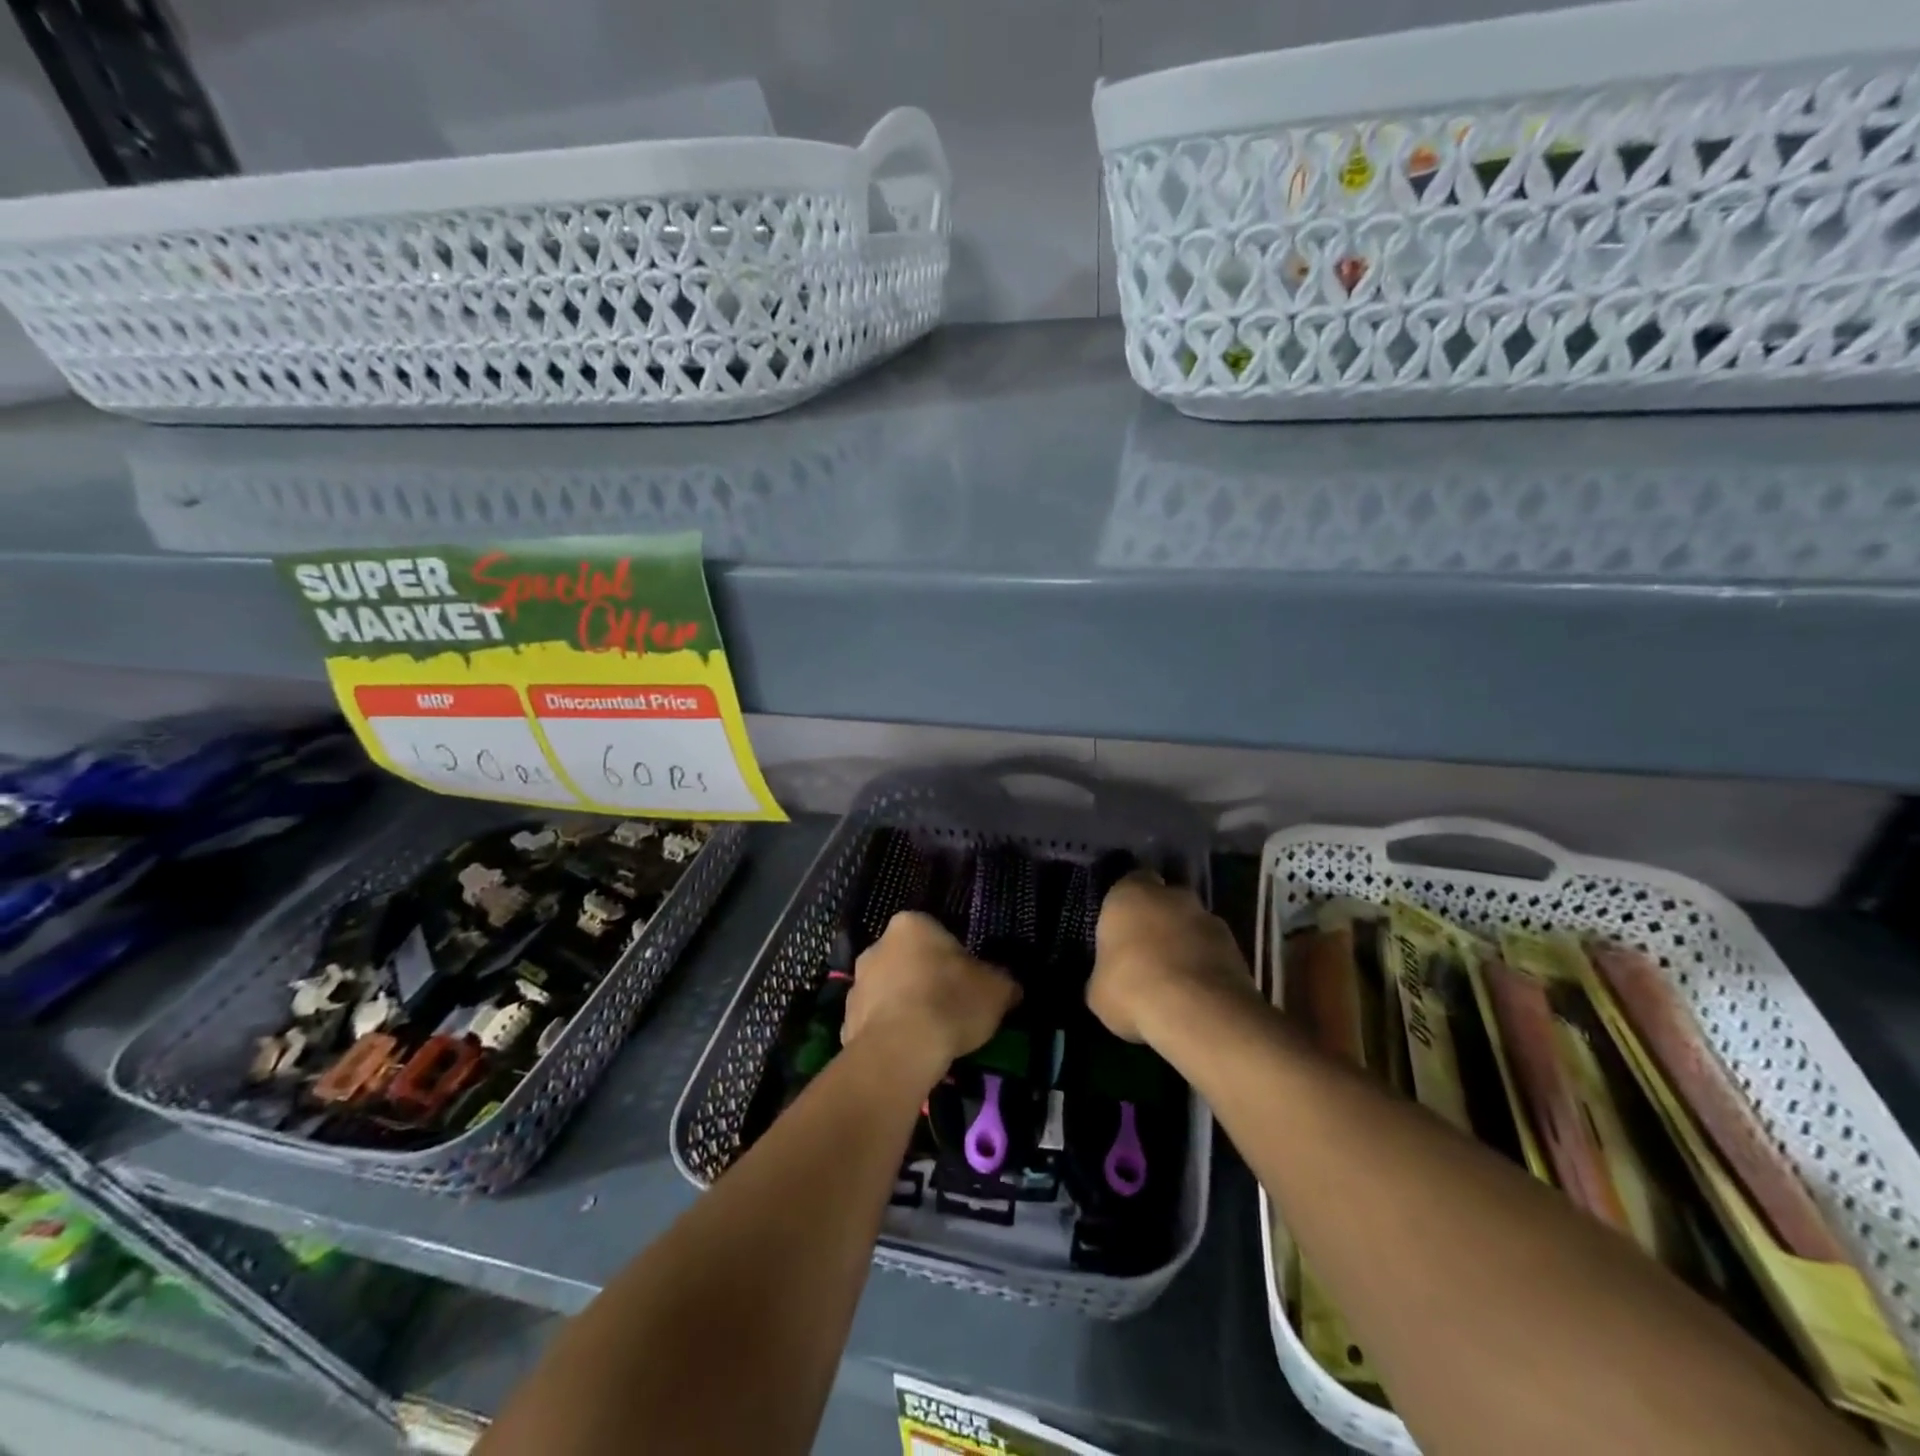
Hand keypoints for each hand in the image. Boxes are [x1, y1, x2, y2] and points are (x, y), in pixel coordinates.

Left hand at [842, 911, 1020, 1081]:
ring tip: (930, 1037)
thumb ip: (1003, 981)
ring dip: (906, 1006)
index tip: (967, 984)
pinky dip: (890, 1033)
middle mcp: (877, 945)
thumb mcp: (996, 989)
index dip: (955, 960)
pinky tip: (909, 1053)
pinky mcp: (845, 1020)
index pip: (937, 935)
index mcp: (911, 924)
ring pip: (890, 991)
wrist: (899, 1052)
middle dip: (926, 980)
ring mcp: (857, 983)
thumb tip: (1008, 987)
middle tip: (950, 1009)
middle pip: (910, 960)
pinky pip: (876, 1022)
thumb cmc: (949, 1003)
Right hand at [1089, 873, 1250, 1042]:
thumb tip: (1109, 979)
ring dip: (1185, 944)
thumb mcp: (1098, 990)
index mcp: (1130, 894)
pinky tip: (1197, 996)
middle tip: (1146, 955)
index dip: (1126, 906)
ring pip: (1192, 926)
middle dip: (1158, 922)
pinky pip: (1214, 952)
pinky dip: (1207, 967)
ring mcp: (1209, 918)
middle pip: (1164, 901)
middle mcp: (1172, 895)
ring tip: (1175, 981)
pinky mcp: (1237, 947)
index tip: (1121, 931)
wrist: (1197, 1012)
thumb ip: (1104, 973)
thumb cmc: (1132, 989)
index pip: (1128, 884)